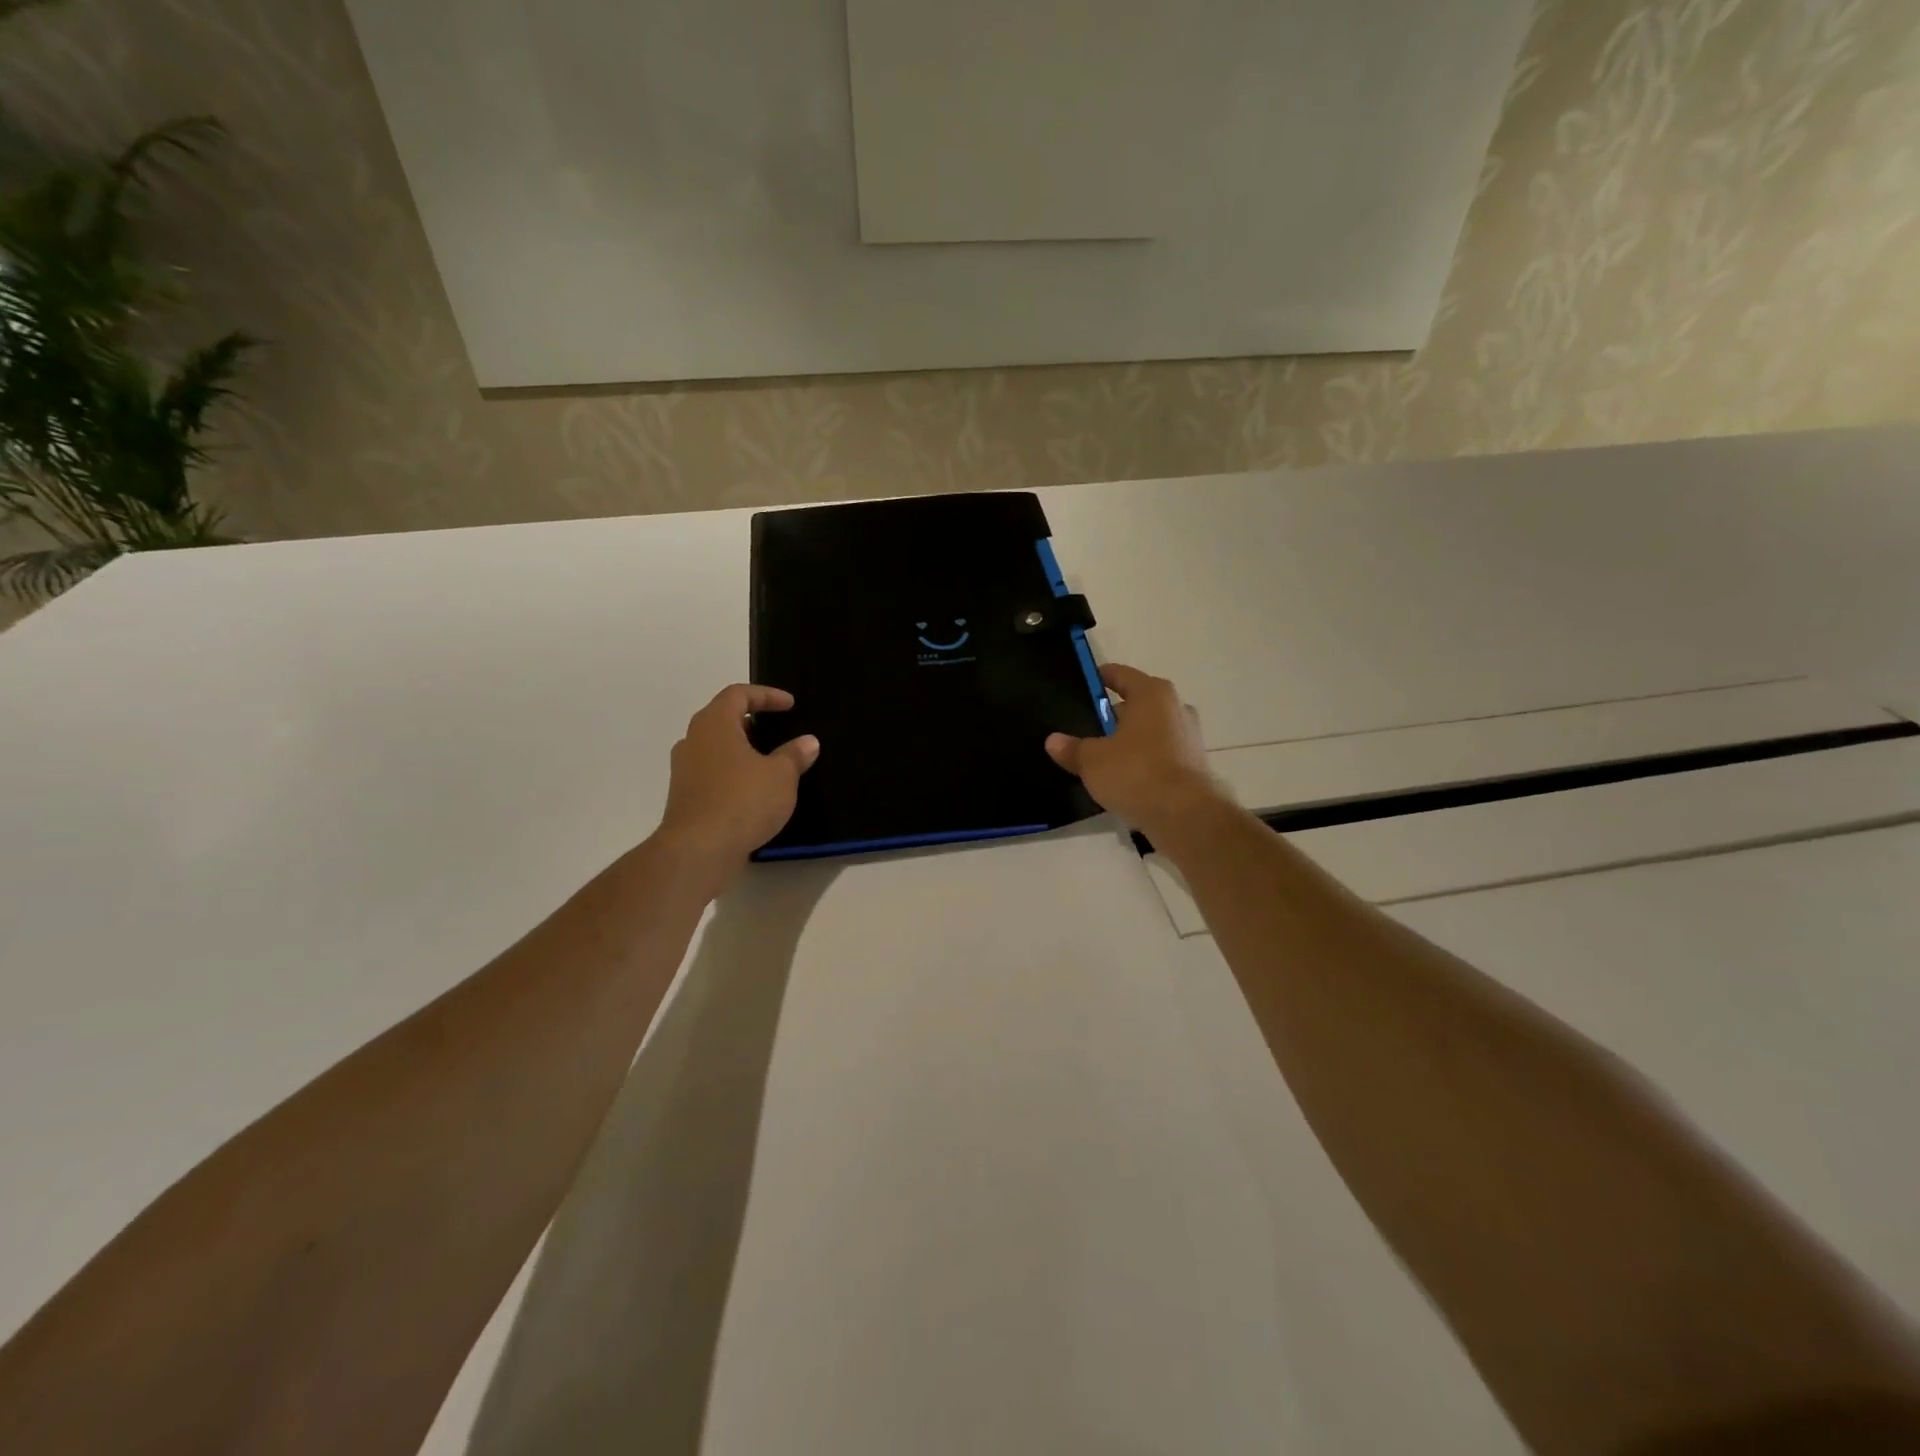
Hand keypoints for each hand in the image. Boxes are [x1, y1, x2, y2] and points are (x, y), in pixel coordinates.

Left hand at [657, 684, 818, 883]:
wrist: (698, 850)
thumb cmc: (742, 801)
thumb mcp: (781, 776)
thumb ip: (794, 755)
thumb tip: (808, 742)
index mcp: (715, 724)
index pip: (738, 694)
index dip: (766, 695)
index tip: (790, 705)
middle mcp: (694, 740)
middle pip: (722, 718)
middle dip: (752, 721)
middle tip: (777, 730)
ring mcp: (684, 769)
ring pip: (716, 747)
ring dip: (742, 749)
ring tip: (769, 761)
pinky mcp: (685, 796)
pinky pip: (712, 772)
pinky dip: (733, 772)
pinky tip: (754, 790)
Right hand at [1045, 664, 1229, 835]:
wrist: (1184, 815)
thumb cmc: (1135, 772)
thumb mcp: (1092, 761)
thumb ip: (1072, 748)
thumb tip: (1053, 741)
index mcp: (1152, 693)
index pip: (1121, 674)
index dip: (1100, 678)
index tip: (1083, 686)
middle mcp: (1176, 707)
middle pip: (1138, 703)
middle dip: (1114, 715)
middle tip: (1088, 728)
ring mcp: (1189, 736)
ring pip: (1151, 730)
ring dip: (1131, 739)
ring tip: (1104, 756)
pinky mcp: (1194, 764)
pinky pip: (1161, 753)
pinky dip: (1145, 760)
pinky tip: (1126, 777)